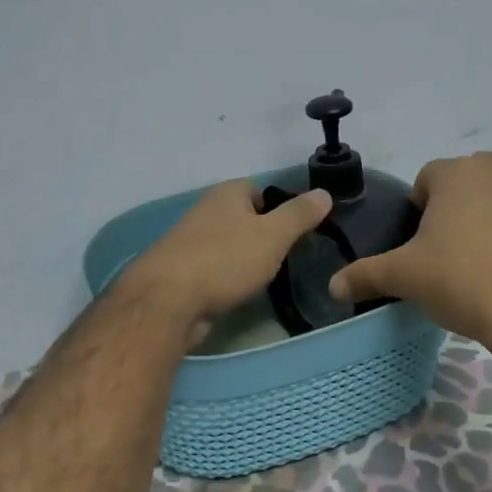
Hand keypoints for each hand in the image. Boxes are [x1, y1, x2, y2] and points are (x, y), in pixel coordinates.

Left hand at [114, 181, 332, 343]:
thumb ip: (299, 215)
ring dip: (243, 258)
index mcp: (226, 193)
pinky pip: (213, 267)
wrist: (167, 300)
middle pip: (243, 218)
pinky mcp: (180, 270)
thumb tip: (324, 192)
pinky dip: (225, 277)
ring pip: (227, 244)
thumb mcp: (273, 235)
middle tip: (285, 258)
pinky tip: (235, 293)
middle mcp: (205, 210)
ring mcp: (189, 241)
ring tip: (264, 279)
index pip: (260, 190)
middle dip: (262, 236)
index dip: (280, 209)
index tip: (296, 234)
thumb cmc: (225, 260)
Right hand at [327, 151, 491, 353]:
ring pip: (491, 204)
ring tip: (471, 269)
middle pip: (460, 187)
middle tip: (439, 255)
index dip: (415, 212)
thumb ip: (364, 275)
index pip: (425, 179)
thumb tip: (332, 286)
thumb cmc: (462, 279)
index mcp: (458, 172)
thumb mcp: (403, 277)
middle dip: (448, 213)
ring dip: (478, 225)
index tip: (416, 246)